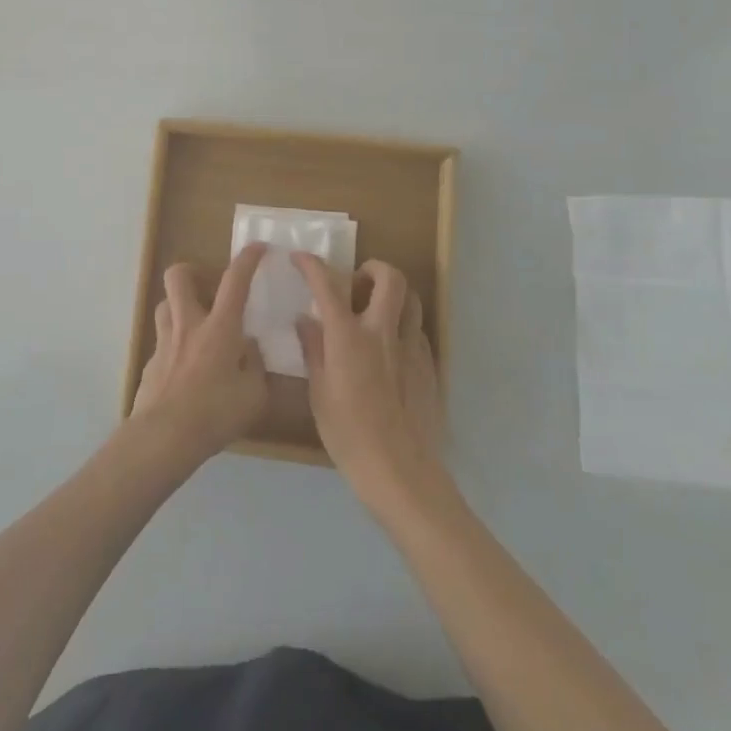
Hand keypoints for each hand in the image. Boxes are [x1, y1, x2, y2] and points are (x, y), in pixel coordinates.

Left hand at [130, 242, 269, 465]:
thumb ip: (255, 366)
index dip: (248, 259)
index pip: (235, 281)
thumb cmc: (215, 413)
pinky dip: (174, 346)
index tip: (258, 247)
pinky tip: (184, 369)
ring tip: (195, 325)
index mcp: (220, 328)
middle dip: (193, 271)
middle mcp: (188, 325)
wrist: (164, 437)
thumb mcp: (254, 395)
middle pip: (179, 276)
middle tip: (208, 286)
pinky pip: (162, 342)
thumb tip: (248, 348)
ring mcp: (164, 342)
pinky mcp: (149, 364)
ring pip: (165, 305)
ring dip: (180, 306)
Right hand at [293, 255, 446, 514]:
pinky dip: (402, 326)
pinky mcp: (429, 366)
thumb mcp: (319, 393)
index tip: (300, 258)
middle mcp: (383, 332)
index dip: (312, 265)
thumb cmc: (349, 435)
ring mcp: (412, 347)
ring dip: (393, 294)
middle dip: (372, 268)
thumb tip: (306, 320)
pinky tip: (390, 350)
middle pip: (390, 277)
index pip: (328, 285)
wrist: (400, 473)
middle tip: (355, 282)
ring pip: (411, 299)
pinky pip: (418, 330)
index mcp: (349, 337)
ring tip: (376, 310)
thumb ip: (314, 350)